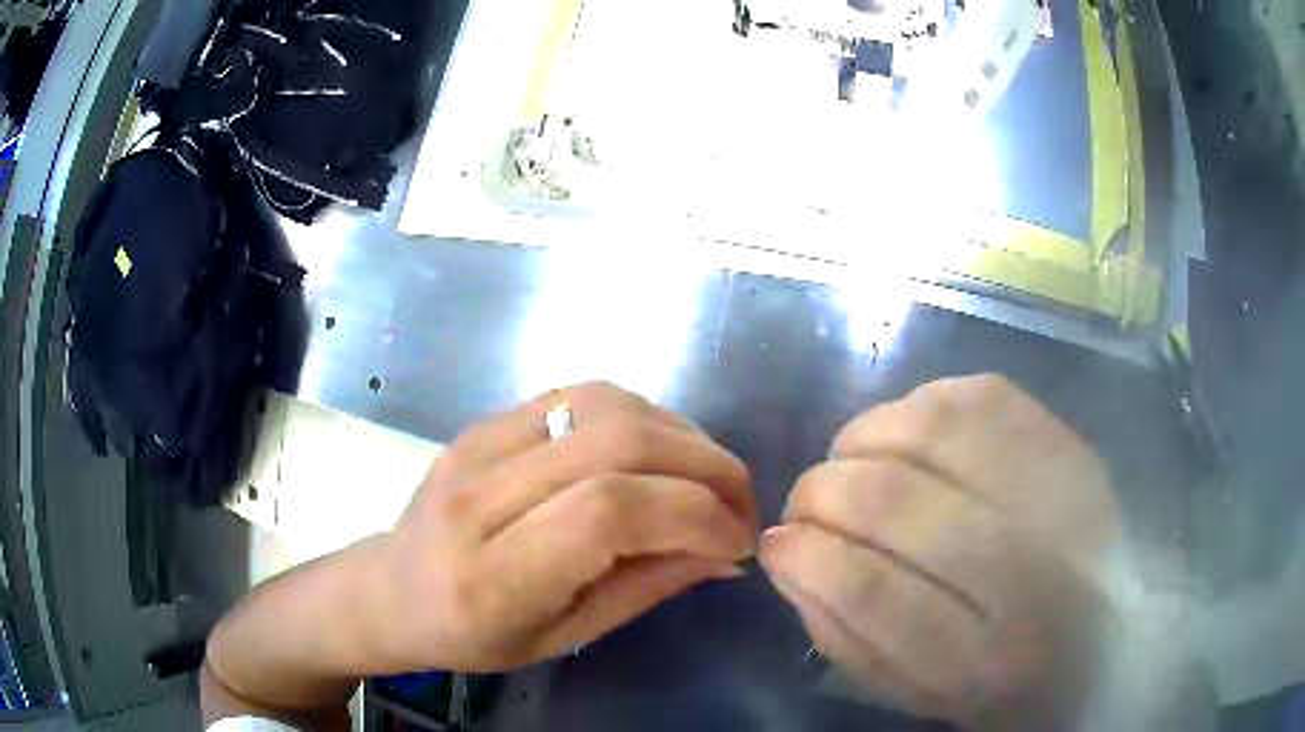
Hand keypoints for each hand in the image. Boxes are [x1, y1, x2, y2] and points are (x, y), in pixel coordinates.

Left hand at [373, 382, 758, 672]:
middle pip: (615, 443)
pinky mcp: (485, 420)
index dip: (693, 515)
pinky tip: (662, 451)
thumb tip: (725, 551)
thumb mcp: (563, 639)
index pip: (609, 513)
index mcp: (491, 576)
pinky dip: (643, 416)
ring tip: (708, 477)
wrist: (391, 589)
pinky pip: (581, 395)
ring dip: (680, 435)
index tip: (737, 541)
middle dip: (705, 467)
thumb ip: (645, 588)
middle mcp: (479, 496)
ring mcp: (477, 444)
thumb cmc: (473, 637)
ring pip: (604, 405)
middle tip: (741, 503)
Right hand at [759, 375, 1122, 728]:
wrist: (1102, 638)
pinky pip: (975, 396)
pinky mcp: (1068, 442)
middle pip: (895, 502)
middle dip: (822, 492)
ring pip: (932, 431)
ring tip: (850, 461)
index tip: (778, 541)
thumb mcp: (910, 690)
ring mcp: (1056, 493)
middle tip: (806, 501)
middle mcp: (1026, 574)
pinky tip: (906, 436)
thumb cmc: (995, 680)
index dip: (807, 555)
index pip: (870, 591)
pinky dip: (918, 407)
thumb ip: (839, 631)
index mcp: (981, 662)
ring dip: (863, 438)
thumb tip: (784, 552)